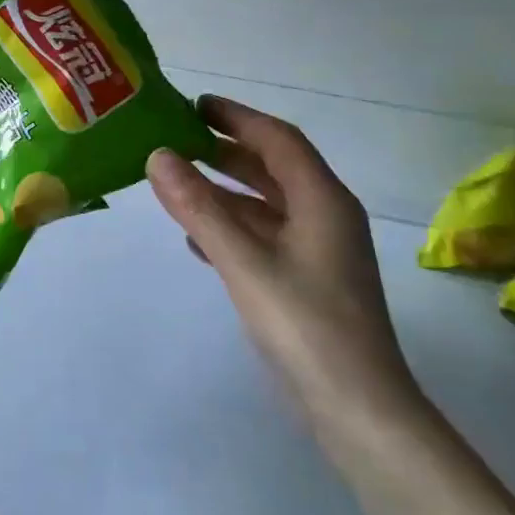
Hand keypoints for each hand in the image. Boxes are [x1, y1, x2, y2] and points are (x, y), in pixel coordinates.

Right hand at [147, 96, 425, 442]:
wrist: (357, 409)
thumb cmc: (305, 325)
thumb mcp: (244, 261)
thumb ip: (199, 208)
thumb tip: (157, 156)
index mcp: (323, 201)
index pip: (278, 139)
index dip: (237, 117)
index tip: (193, 105)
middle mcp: (325, 217)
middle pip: (273, 168)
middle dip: (227, 151)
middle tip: (177, 140)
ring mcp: (318, 252)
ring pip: (266, 204)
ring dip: (225, 190)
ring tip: (177, 182)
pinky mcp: (306, 281)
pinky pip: (264, 236)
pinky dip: (231, 227)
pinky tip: (196, 239)